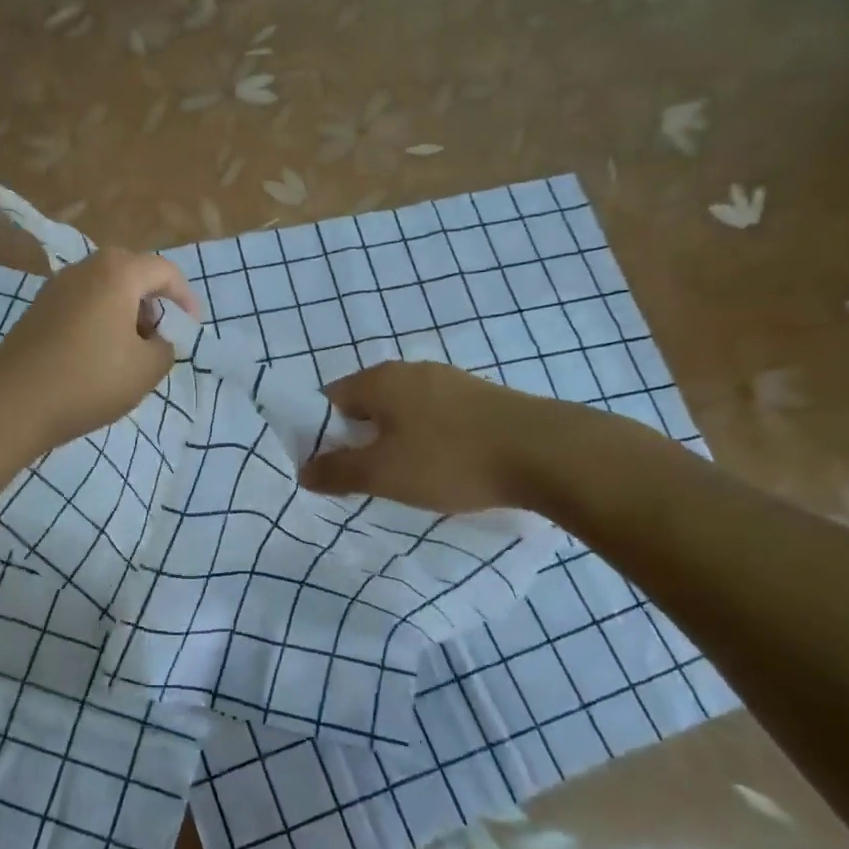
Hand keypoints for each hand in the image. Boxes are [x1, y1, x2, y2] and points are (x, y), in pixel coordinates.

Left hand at [0, 249, 200, 451]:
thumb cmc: (90, 380)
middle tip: (160, 334)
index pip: (164, 271)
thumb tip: (155, 340)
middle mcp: (85, 269)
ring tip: (131, 349)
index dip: (185, 297)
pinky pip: (81, 304)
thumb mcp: (147, 369)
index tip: (191, 327)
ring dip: (125, 311)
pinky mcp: (37, 310)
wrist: (13, 403)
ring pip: (104, 288)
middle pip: (131, 272)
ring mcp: (56, 288)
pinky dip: (100, 320)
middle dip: (152, 300)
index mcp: (117, 273)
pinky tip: (98, 356)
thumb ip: (165, 348)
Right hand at [298, 361, 623, 515]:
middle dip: (357, 439)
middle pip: (366, 404)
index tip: (326, 468)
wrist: (544, 452)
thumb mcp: (383, 473)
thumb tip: (303, 470)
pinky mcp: (480, 398)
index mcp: (380, 380)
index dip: (319, 433)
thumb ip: (337, 471)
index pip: (329, 399)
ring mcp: (449, 381)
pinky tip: (442, 467)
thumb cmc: (449, 459)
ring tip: (403, 478)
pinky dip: (427, 440)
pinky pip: (435, 417)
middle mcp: (411, 370)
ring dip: (394, 441)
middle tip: (362, 478)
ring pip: (403, 411)